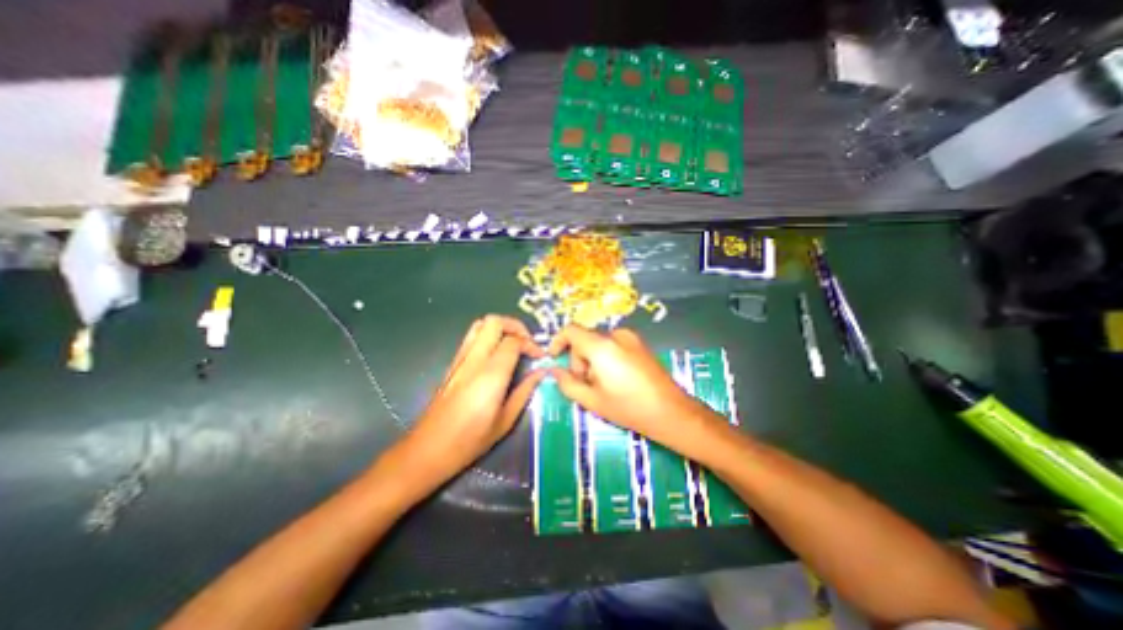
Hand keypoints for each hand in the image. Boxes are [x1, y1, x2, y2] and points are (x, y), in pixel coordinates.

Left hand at [401, 316, 545, 486]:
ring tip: (514, 344)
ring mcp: (460, 359)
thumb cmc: (469, 440)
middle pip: (494, 322)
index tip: (540, 356)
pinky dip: (489, 336)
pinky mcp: (453, 363)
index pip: (513, 341)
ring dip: (501, 328)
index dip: (531, 344)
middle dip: (516, 326)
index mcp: (490, 375)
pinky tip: (497, 354)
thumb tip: (540, 373)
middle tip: (527, 343)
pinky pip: (472, 337)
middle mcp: (474, 360)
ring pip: (480, 324)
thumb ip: (524, 392)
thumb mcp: (505, 421)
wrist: (427, 449)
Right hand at [548, 325, 714, 446]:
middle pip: (585, 340)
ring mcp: (630, 337)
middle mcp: (615, 335)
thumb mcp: (592, 400)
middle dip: (579, 360)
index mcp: (601, 346)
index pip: (571, 330)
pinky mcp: (640, 343)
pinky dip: (607, 358)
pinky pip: (613, 345)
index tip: (554, 358)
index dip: (558, 341)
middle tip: (586, 384)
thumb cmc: (628, 407)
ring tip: (604, 385)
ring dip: (593, 360)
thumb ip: (567, 383)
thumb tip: (554, 371)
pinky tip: (618, 379)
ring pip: (599, 343)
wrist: (670, 411)